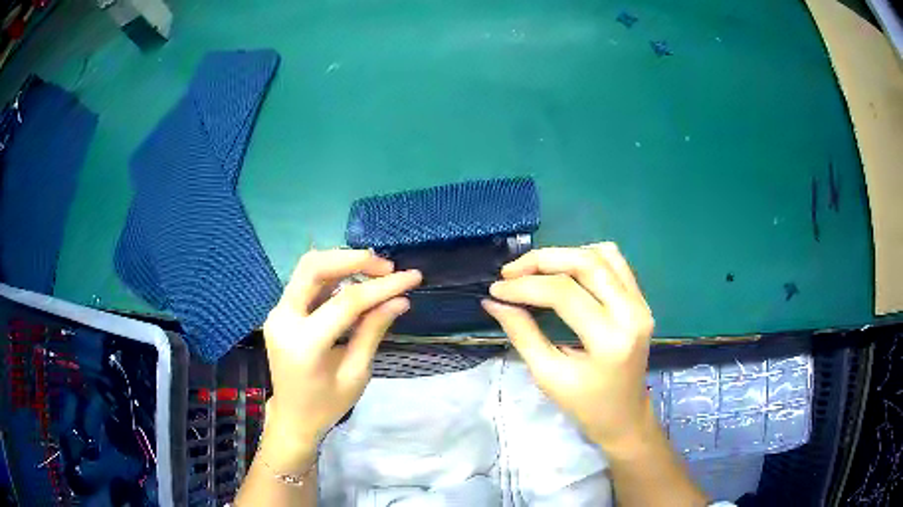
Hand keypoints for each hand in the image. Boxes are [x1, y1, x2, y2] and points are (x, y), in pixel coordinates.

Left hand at [261, 249, 421, 470]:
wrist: (291, 417)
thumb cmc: (326, 405)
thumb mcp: (356, 374)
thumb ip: (373, 332)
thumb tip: (400, 300)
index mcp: (304, 344)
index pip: (346, 302)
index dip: (382, 287)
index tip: (412, 277)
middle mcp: (283, 320)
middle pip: (314, 267)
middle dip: (353, 259)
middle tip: (387, 266)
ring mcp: (277, 313)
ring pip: (308, 268)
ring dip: (343, 262)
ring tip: (376, 271)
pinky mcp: (280, 312)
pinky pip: (306, 282)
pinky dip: (332, 275)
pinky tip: (355, 281)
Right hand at [482, 243, 654, 450]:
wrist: (624, 415)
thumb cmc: (585, 405)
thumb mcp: (548, 375)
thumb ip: (522, 334)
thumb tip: (494, 302)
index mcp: (610, 340)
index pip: (564, 294)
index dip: (525, 286)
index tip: (497, 289)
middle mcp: (632, 313)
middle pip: (586, 263)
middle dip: (542, 260)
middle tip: (511, 271)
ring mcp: (641, 303)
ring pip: (603, 255)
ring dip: (564, 255)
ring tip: (535, 270)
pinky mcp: (641, 300)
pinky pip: (615, 262)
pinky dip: (586, 257)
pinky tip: (565, 271)